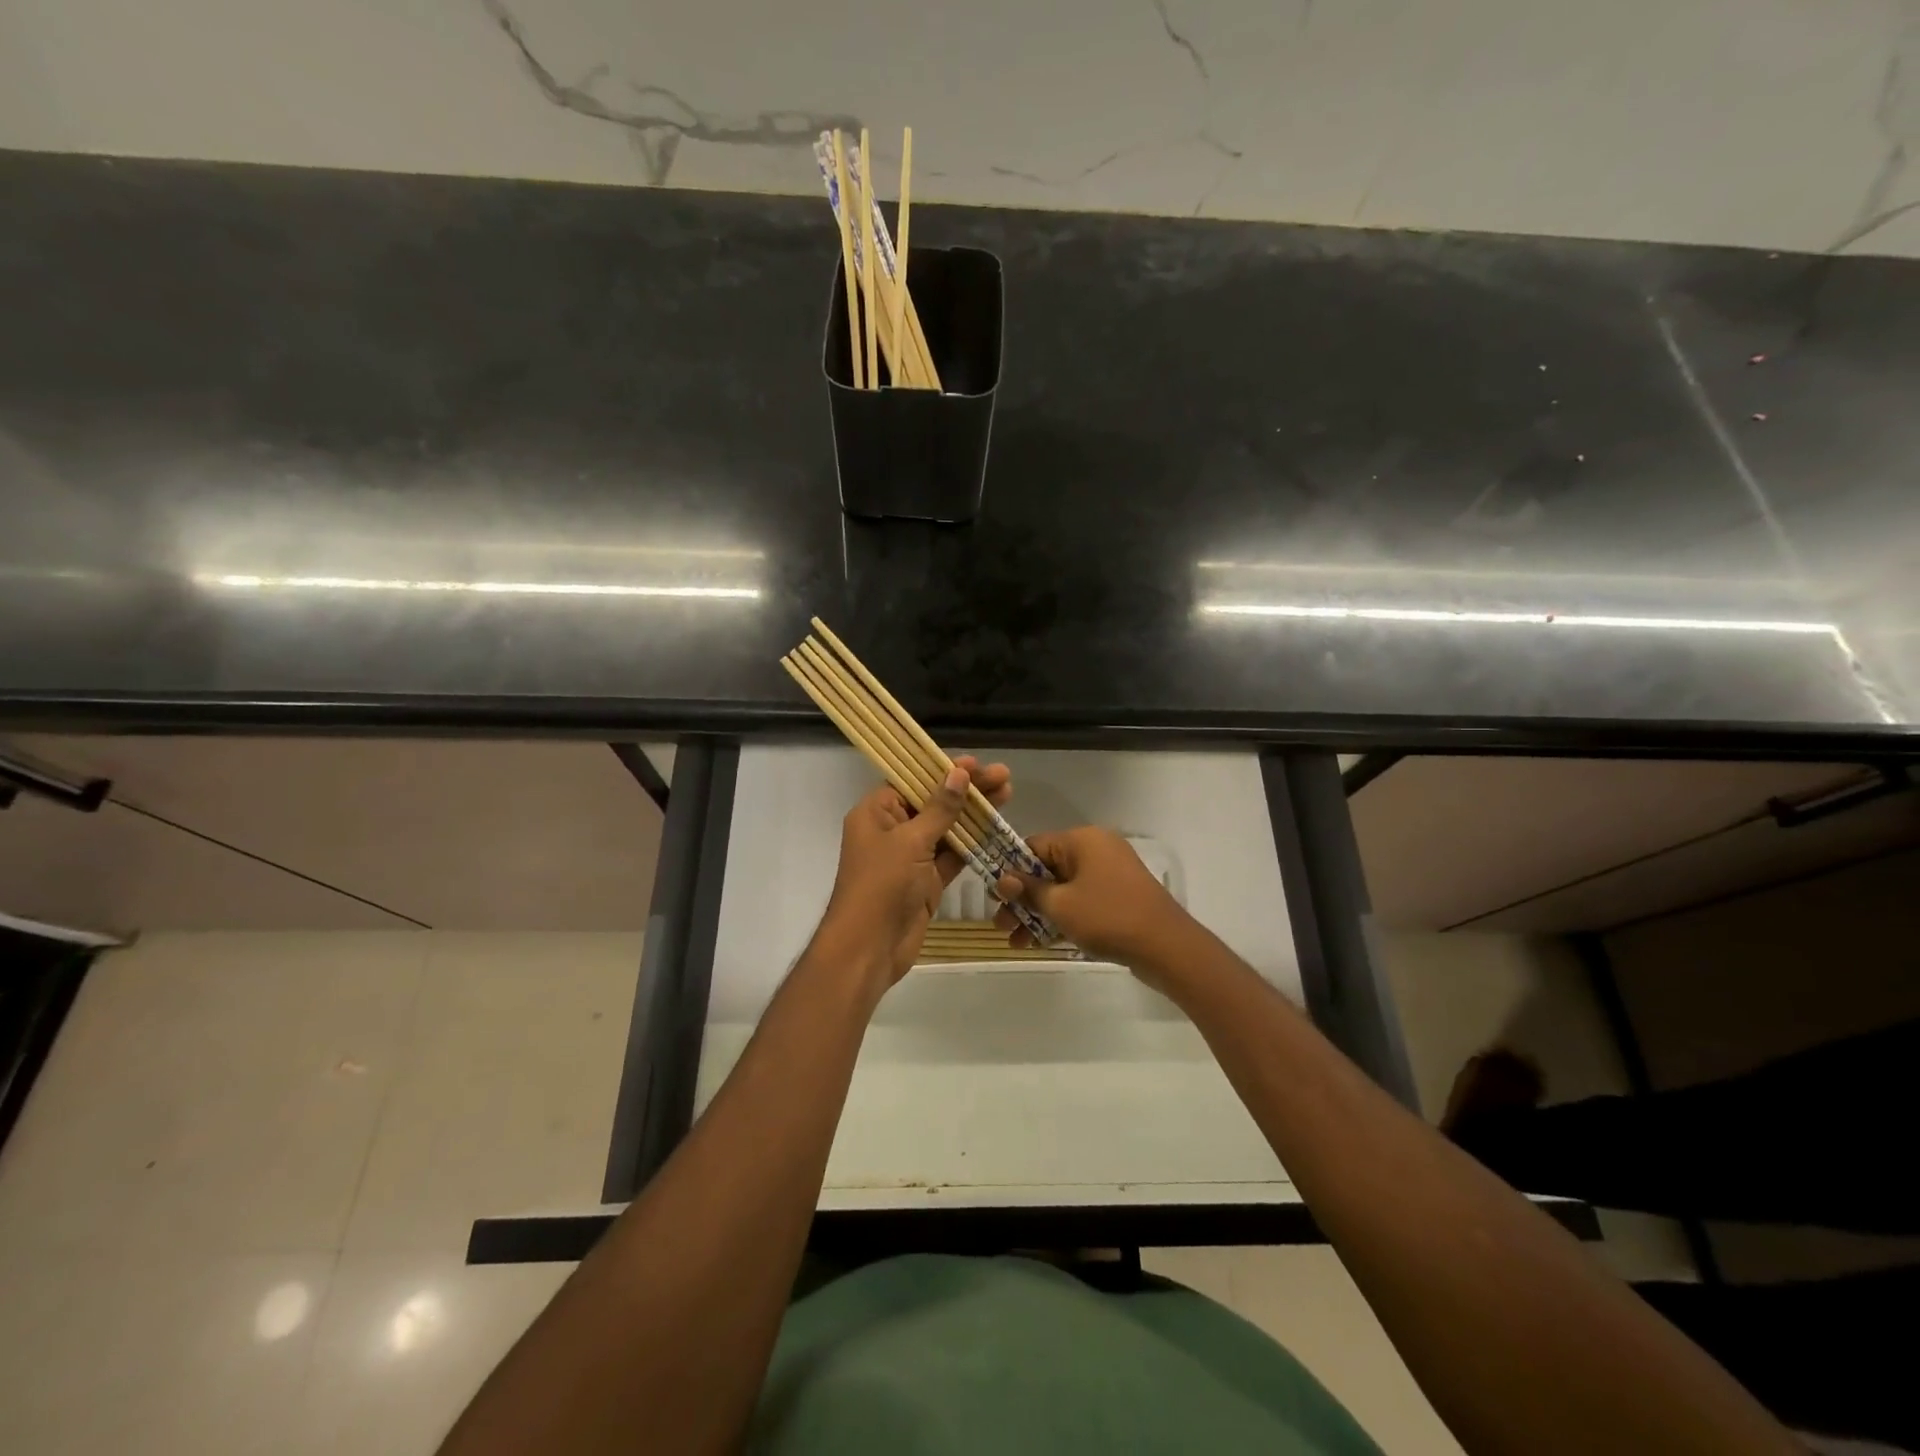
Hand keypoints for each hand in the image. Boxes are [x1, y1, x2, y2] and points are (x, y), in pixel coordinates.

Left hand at [816, 756, 1011, 989]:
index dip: (943, 770)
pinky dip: (972, 843)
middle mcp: (891, 830)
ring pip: (946, 828)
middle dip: (967, 789)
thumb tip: (958, 774)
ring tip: (1007, 794)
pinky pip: (952, 855)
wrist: (869, 948)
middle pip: (933, 801)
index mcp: (876, 812)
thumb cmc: (882, 885)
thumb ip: (939, 808)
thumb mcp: (911, 841)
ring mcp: (910, 856)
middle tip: (1002, 776)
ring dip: (974, 814)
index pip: (911, 780)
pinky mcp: (926, 880)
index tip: (976, 763)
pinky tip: (996, 828)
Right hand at [993, 827, 1193, 969]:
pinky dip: (1062, 918)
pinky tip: (1040, 943)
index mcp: (1082, 840)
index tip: (995, 897)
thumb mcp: (1060, 905)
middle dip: (1022, 898)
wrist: (1167, 947)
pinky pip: (1081, 901)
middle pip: (1047, 869)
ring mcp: (1110, 874)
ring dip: (1039, 913)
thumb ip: (1029, 890)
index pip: (1034, 846)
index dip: (1011, 871)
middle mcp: (1096, 849)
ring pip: (1063, 889)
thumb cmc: (1108, 917)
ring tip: (1017, 942)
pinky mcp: (1118, 897)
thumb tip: (1003, 878)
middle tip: (1001, 925)